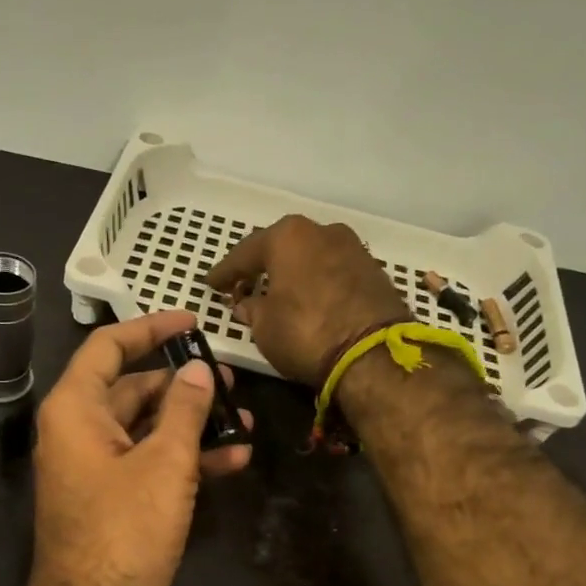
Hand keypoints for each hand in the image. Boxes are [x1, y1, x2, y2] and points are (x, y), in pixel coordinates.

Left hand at [25, 311, 252, 585]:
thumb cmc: (124, 531)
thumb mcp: (164, 463)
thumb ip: (184, 410)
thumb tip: (197, 371)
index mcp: (75, 410)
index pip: (108, 348)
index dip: (149, 328)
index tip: (192, 321)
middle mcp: (80, 433)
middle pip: (133, 389)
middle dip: (183, 384)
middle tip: (231, 381)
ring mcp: (97, 468)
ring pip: (147, 429)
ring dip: (193, 425)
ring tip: (244, 422)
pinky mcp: (116, 499)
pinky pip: (150, 463)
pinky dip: (186, 459)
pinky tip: (232, 460)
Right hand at [207, 216, 408, 384]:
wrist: (374, 354)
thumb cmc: (306, 332)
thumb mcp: (264, 327)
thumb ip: (252, 309)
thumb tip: (248, 304)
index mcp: (287, 237)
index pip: (245, 253)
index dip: (225, 272)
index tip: (211, 284)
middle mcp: (321, 231)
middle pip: (282, 247)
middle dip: (262, 266)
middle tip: (243, 284)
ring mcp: (353, 248)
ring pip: (311, 257)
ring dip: (293, 273)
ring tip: (277, 292)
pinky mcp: (374, 270)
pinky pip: (333, 271)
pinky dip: (317, 282)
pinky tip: (308, 298)